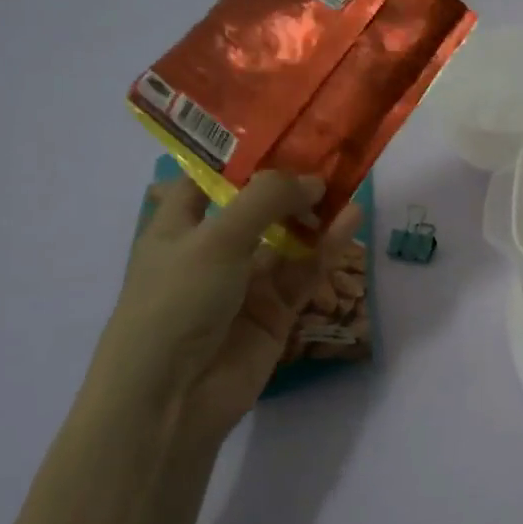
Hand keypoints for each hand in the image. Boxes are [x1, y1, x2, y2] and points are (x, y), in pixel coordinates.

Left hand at [90, 171, 363, 447]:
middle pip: (257, 206)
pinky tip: (350, 221)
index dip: (243, 153)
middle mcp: (213, 248)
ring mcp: (246, 281)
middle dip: (291, 182)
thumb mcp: (216, 239)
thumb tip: (314, 179)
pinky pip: (305, 271)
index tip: (285, 125)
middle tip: (330, 152)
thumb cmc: (176, 302)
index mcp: (179, 225)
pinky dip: (326, 247)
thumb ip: (266, 200)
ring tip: (349, 182)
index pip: (209, 177)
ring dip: (315, 213)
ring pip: (288, 238)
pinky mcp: (275, 310)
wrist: (172, 398)